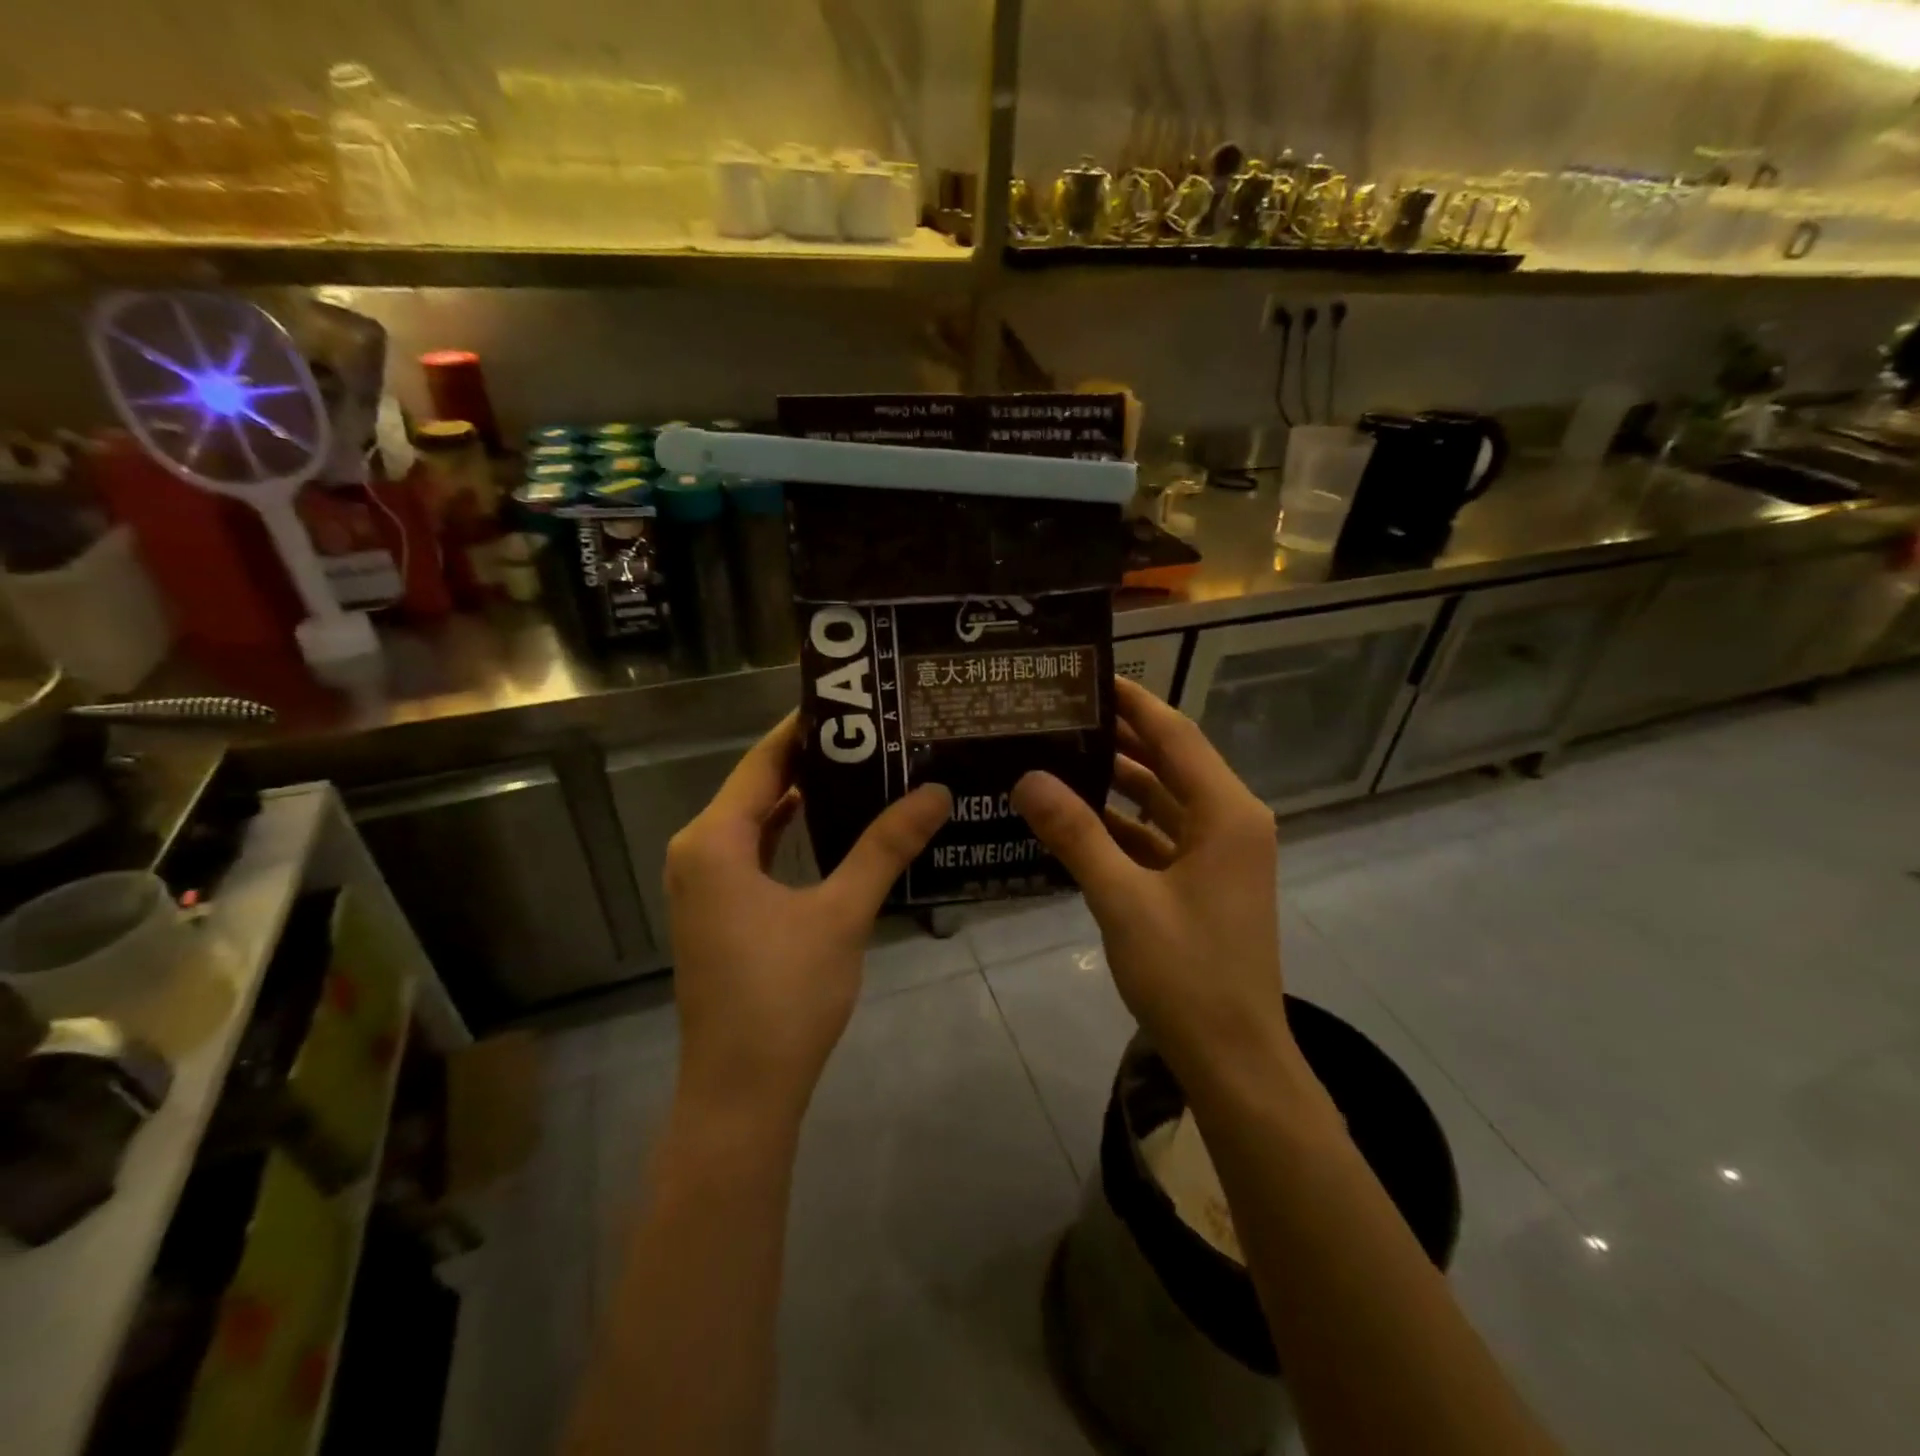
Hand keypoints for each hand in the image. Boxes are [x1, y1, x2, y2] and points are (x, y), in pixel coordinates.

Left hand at [664, 713, 950, 1122]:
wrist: (741, 1092)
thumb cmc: (785, 996)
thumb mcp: (841, 913)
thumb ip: (885, 847)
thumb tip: (936, 791)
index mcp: (714, 840)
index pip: (763, 760)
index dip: (807, 727)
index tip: (857, 700)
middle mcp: (699, 850)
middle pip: (759, 785)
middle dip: (814, 758)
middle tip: (876, 731)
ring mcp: (706, 882)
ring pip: (757, 819)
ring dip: (804, 795)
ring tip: (866, 765)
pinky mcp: (720, 909)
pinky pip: (755, 850)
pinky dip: (791, 831)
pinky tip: (837, 823)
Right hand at [1011, 678, 1295, 1098]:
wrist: (1234, 1059)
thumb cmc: (1187, 974)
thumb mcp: (1123, 900)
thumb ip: (1075, 834)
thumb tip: (1028, 777)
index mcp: (1226, 814)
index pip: (1175, 736)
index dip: (1134, 703)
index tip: (1088, 675)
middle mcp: (1229, 822)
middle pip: (1170, 762)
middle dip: (1119, 737)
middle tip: (1060, 713)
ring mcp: (1218, 855)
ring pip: (1162, 801)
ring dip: (1117, 781)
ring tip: (1059, 754)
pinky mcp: (1203, 883)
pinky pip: (1159, 837)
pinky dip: (1122, 825)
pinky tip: (1074, 817)